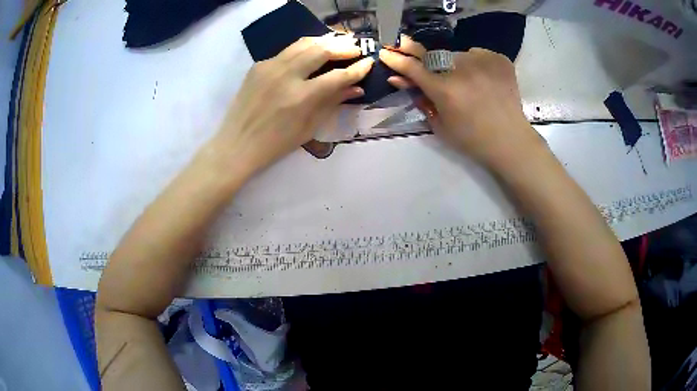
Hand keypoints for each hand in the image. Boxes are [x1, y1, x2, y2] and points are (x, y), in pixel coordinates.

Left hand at [207, 34, 373, 178]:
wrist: (237, 144)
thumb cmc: (276, 144)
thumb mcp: (309, 128)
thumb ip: (332, 103)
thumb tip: (356, 88)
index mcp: (301, 97)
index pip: (338, 76)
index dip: (357, 69)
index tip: (368, 63)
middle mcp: (286, 76)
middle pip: (322, 50)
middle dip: (343, 47)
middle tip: (355, 48)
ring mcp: (270, 67)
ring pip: (303, 44)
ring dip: (324, 42)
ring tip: (337, 44)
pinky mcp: (258, 65)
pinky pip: (286, 51)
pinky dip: (303, 49)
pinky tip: (310, 54)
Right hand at [379, 45, 542, 167]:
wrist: (510, 141)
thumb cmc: (472, 140)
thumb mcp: (440, 126)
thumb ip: (420, 100)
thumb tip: (400, 80)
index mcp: (445, 89)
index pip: (413, 67)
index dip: (396, 59)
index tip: (385, 52)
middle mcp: (462, 69)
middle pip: (434, 56)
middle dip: (426, 61)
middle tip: (425, 63)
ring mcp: (483, 61)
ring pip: (457, 55)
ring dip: (453, 65)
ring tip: (466, 83)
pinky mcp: (499, 59)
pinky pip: (477, 54)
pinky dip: (475, 63)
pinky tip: (482, 79)